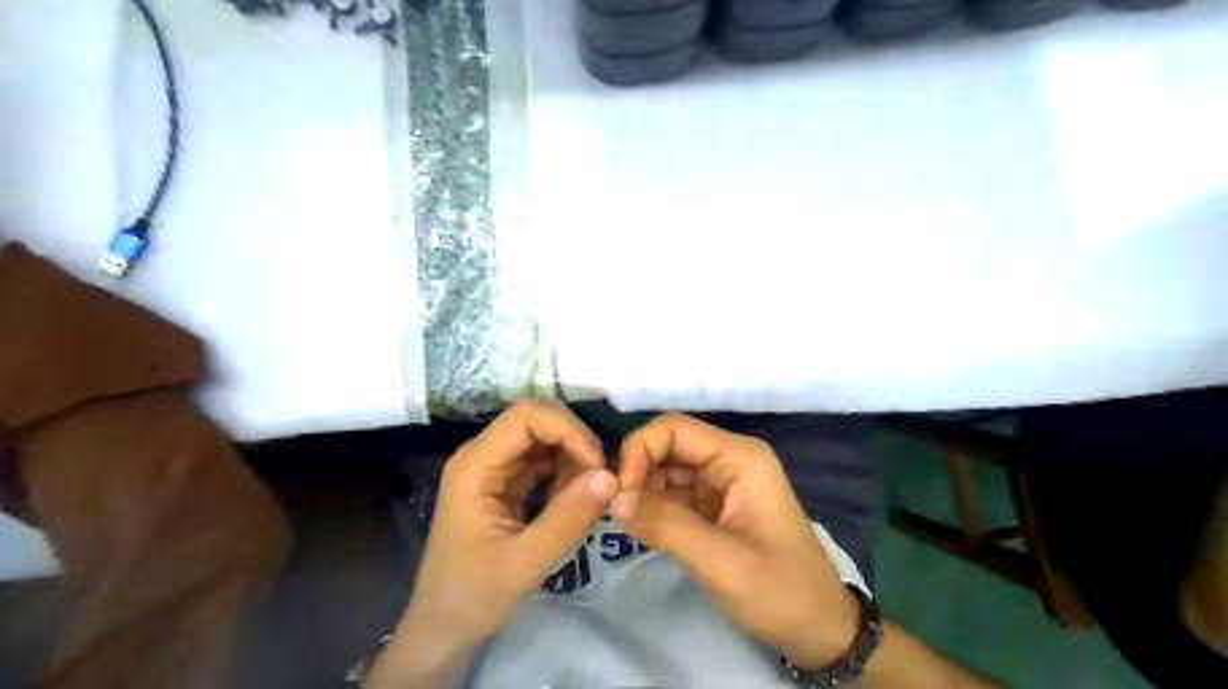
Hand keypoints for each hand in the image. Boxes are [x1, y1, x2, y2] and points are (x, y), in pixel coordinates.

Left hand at [404, 402, 618, 648]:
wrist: (442, 629)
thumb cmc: (473, 597)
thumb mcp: (524, 565)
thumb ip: (567, 520)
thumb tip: (610, 476)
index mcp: (476, 465)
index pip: (528, 416)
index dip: (569, 430)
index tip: (598, 467)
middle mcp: (483, 455)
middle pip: (538, 419)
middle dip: (575, 442)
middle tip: (599, 481)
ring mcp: (494, 467)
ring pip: (545, 437)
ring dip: (573, 458)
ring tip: (586, 497)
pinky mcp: (505, 481)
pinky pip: (544, 460)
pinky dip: (566, 473)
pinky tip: (571, 501)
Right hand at [608, 413, 854, 669]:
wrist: (819, 627)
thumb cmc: (778, 589)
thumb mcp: (719, 560)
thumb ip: (664, 524)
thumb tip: (614, 498)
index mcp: (739, 457)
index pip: (674, 429)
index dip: (640, 450)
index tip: (619, 492)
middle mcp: (730, 459)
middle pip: (669, 444)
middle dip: (638, 469)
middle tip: (615, 507)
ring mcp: (723, 481)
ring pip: (668, 467)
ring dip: (643, 488)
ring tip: (624, 518)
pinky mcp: (715, 503)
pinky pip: (675, 491)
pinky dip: (655, 504)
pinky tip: (640, 523)